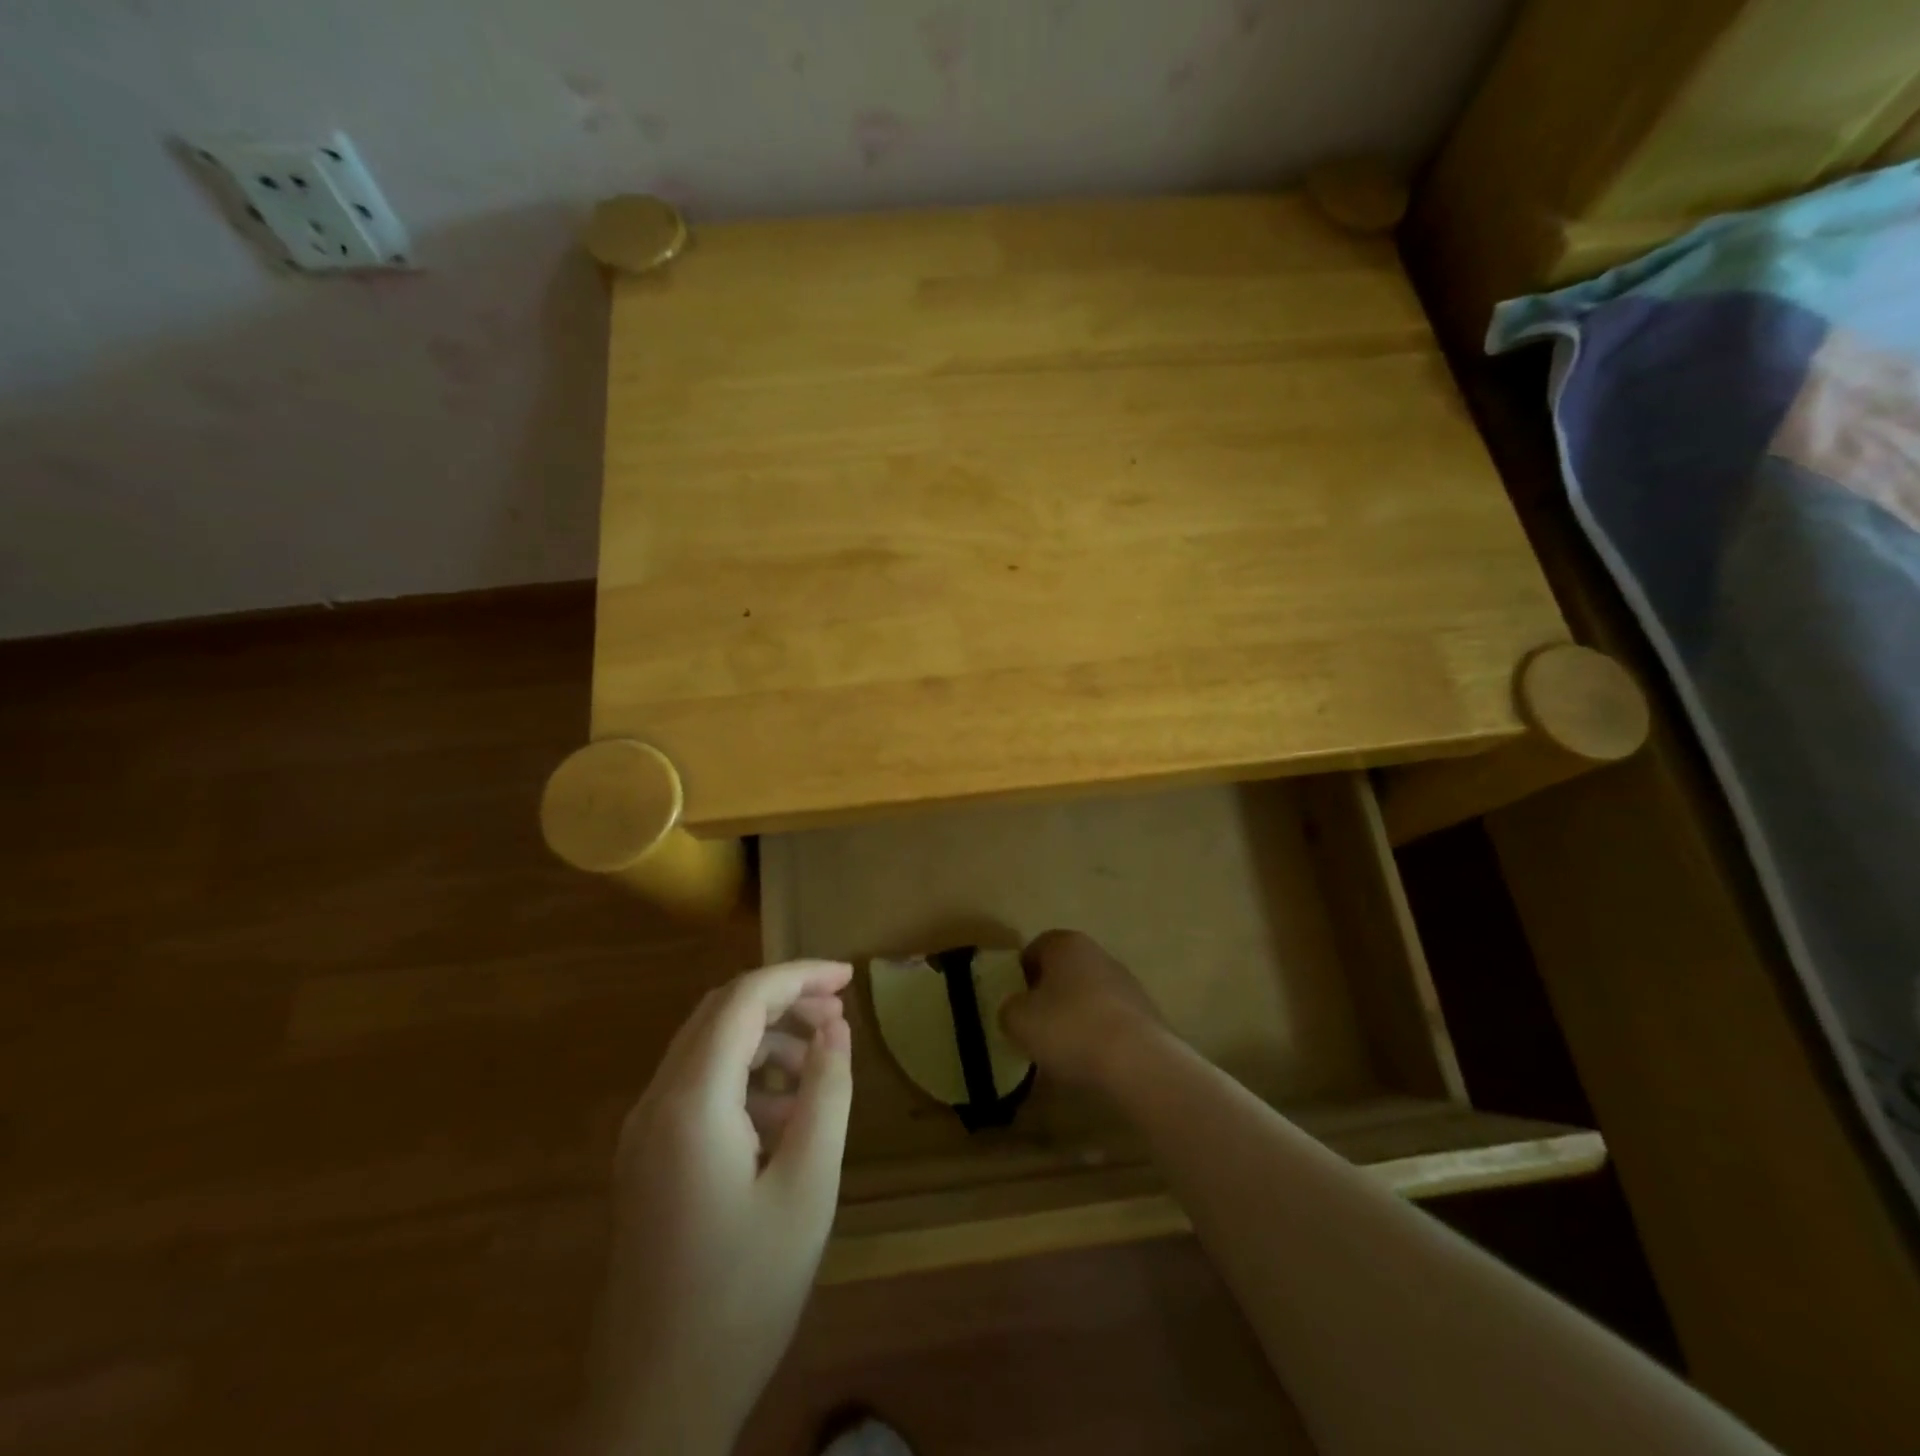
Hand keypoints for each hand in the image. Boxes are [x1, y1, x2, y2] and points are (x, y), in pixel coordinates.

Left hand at [583, 960, 854, 1455]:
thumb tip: (836, 1028)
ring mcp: (642, 1133)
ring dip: (765, 1039)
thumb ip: (826, 1093)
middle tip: (840, 1015)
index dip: (799, 976)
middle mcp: (655, 1102)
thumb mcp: (807, 1187)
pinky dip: (743, 1078)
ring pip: (707, 1049)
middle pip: (720, 1014)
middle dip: (784, 1001)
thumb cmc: (743, 1294)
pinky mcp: (645, 1161)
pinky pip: (696, 1089)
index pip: (744, 999)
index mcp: (691, 1101)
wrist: (653, 1406)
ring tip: (820, 1065)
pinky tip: (784, 1117)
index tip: (850, 977)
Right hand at [999, 930, 1166, 1089]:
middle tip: (1034, 1027)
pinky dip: (1097, 1037)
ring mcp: (1127, 984)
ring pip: (1088, 997)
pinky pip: (1109, 1022)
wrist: (1138, 1063)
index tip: (1014, 1003)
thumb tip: (1017, 1010)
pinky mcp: (1145, 1015)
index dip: (1020, 975)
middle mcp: (1099, 954)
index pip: (1036, 948)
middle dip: (1049, 996)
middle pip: (1064, 972)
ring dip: (1074, 1017)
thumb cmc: (1069, 1029)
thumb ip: (1009, 1009)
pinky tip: (1090, 1063)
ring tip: (1061, 1052)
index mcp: (1067, 944)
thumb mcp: (1017, 1020)